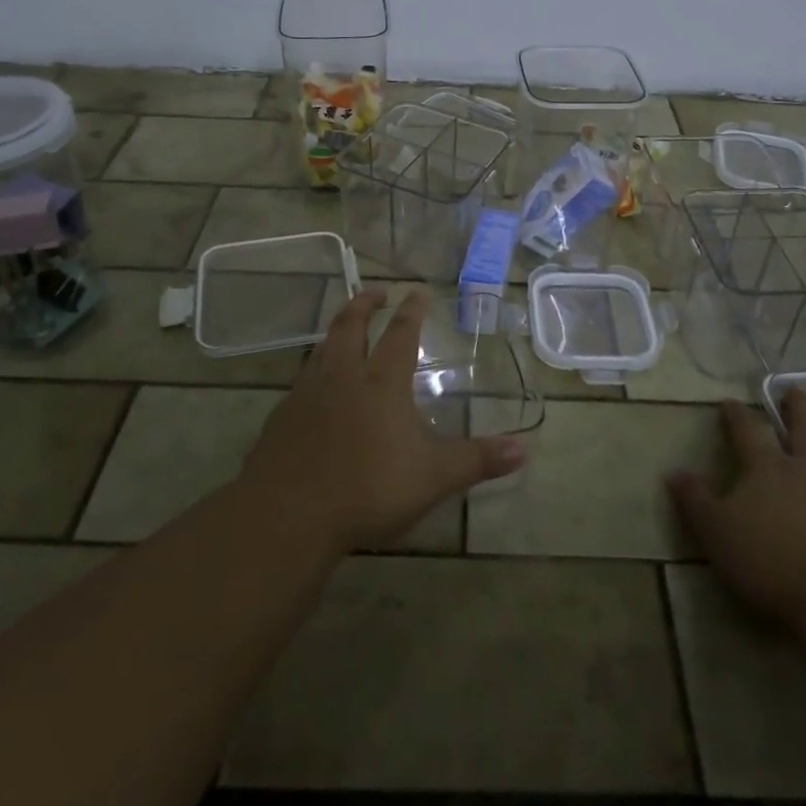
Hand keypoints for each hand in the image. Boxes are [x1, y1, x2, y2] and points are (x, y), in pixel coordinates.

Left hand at [242, 288, 525, 554]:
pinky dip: (313, 370)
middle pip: (352, 326)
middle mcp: (343, 377)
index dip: (411, 311)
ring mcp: (307, 394)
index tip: (417, 291)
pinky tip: (313, 386)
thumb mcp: (433, 478)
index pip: (400, 334)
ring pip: (322, 348)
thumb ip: (476, 460)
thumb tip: (524, 448)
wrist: (288, 515)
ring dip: (337, 330)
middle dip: (365, 304)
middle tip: (375, 292)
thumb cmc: (368, 489)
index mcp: (381, 383)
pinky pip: (301, 381)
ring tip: (344, 326)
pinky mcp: (281, 417)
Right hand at [670, 393, 805, 626]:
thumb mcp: (716, 534)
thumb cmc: (771, 565)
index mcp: (768, 469)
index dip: (737, 415)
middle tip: (795, 391)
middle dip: (798, 407)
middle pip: (805, 427)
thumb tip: (674, 471)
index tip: (730, 402)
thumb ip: (695, 501)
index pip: (747, 431)